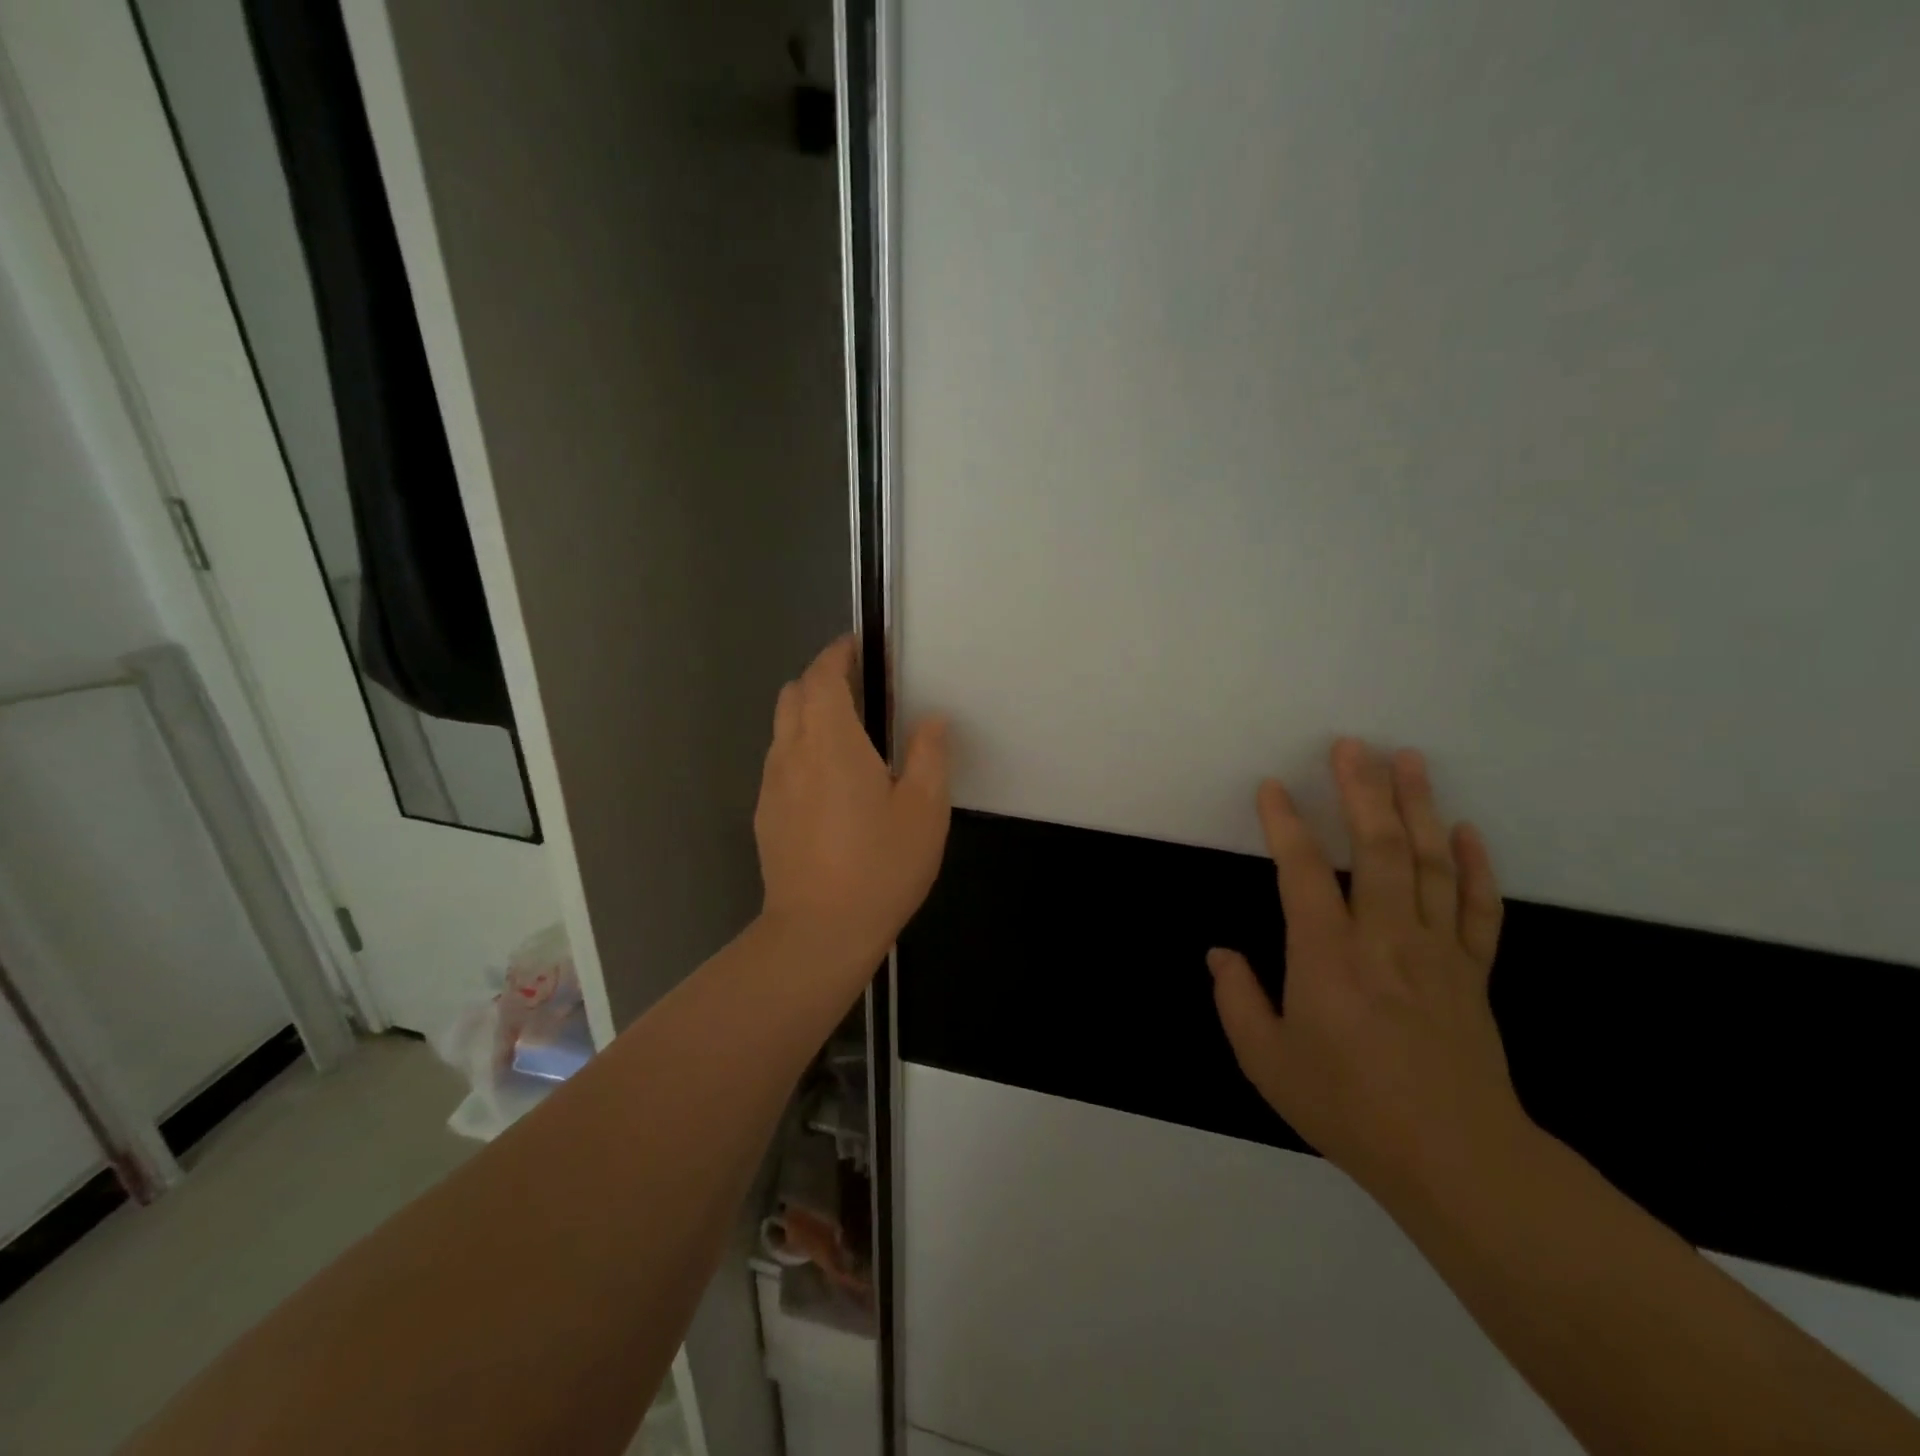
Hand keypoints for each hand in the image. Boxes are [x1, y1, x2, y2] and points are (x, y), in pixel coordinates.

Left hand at [754, 636, 951, 969]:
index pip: (822, 677)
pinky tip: (828, 785)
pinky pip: (779, 763)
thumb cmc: (880, 867)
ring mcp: (772, 785)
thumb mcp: (925, 811)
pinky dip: (800, 751)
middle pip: (793, 695)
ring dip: (808, 716)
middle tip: (858, 690)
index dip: (836, 655)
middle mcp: (792, 753)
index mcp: (832, 742)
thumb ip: (930, 755)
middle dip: (820, 680)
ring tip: (846, 738)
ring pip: (782, 729)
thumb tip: (932, 720)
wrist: (819, 932)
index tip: (856, 648)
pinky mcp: (765, 815)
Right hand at [1209, 739, 1528, 1203]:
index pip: (1301, 870)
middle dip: (1362, 790)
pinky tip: (1467, 831)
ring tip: (1409, 761)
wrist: (1455, 1159)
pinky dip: (1475, 865)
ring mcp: (1435, 950)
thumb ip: (1237, 999)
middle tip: (1353, 746)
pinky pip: (1478, 908)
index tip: (1272, 788)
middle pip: (1377, 847)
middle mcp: (1382, 936)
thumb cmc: (1348, 1106)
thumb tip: (1220, 954)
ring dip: (1418, 807)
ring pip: (1430, 863)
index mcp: (1326, 954)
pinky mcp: (1472, 972)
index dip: (1284, 824)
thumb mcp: (1267, 1060)